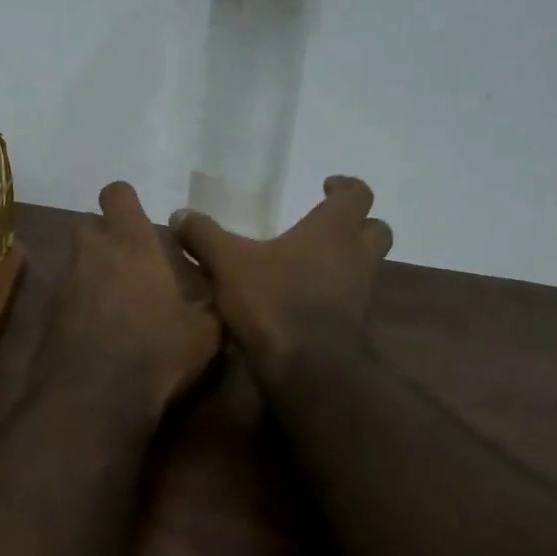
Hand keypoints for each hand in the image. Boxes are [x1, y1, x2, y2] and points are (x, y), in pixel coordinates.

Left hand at [45, 182, 222, 418]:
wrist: (94, 399)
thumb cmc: (157, 352)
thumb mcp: (206, 330)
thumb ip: (208, 300)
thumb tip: (213, 290)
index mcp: (131, 243)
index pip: (117, 194)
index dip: (127, 203)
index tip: (142, 223)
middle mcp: (91, 252)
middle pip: (91, 225)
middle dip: (108, 238)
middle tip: (134, 265)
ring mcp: (65, 283)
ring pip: (78, 261)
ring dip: (95, 272)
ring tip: (120, 303)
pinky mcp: (47, 314)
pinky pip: (68, 294)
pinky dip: (82, 304)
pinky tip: (101, 332)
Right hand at [174, 176, 392, 376]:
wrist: (309, 370)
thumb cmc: (274, 301)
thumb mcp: (227, 264)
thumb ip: (204, 236)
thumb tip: (180, 214)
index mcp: (333, 230)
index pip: (357, 194)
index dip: (345, 187)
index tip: (327, 186)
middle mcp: (357, 257)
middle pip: (376, 229)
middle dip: (357, 225)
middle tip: (327, 228)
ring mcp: (362, 294)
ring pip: (366, 267)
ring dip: (347, 262)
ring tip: (310, 266)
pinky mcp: (356, 327)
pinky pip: (352, 300)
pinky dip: (335, 296)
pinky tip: (304, 302)